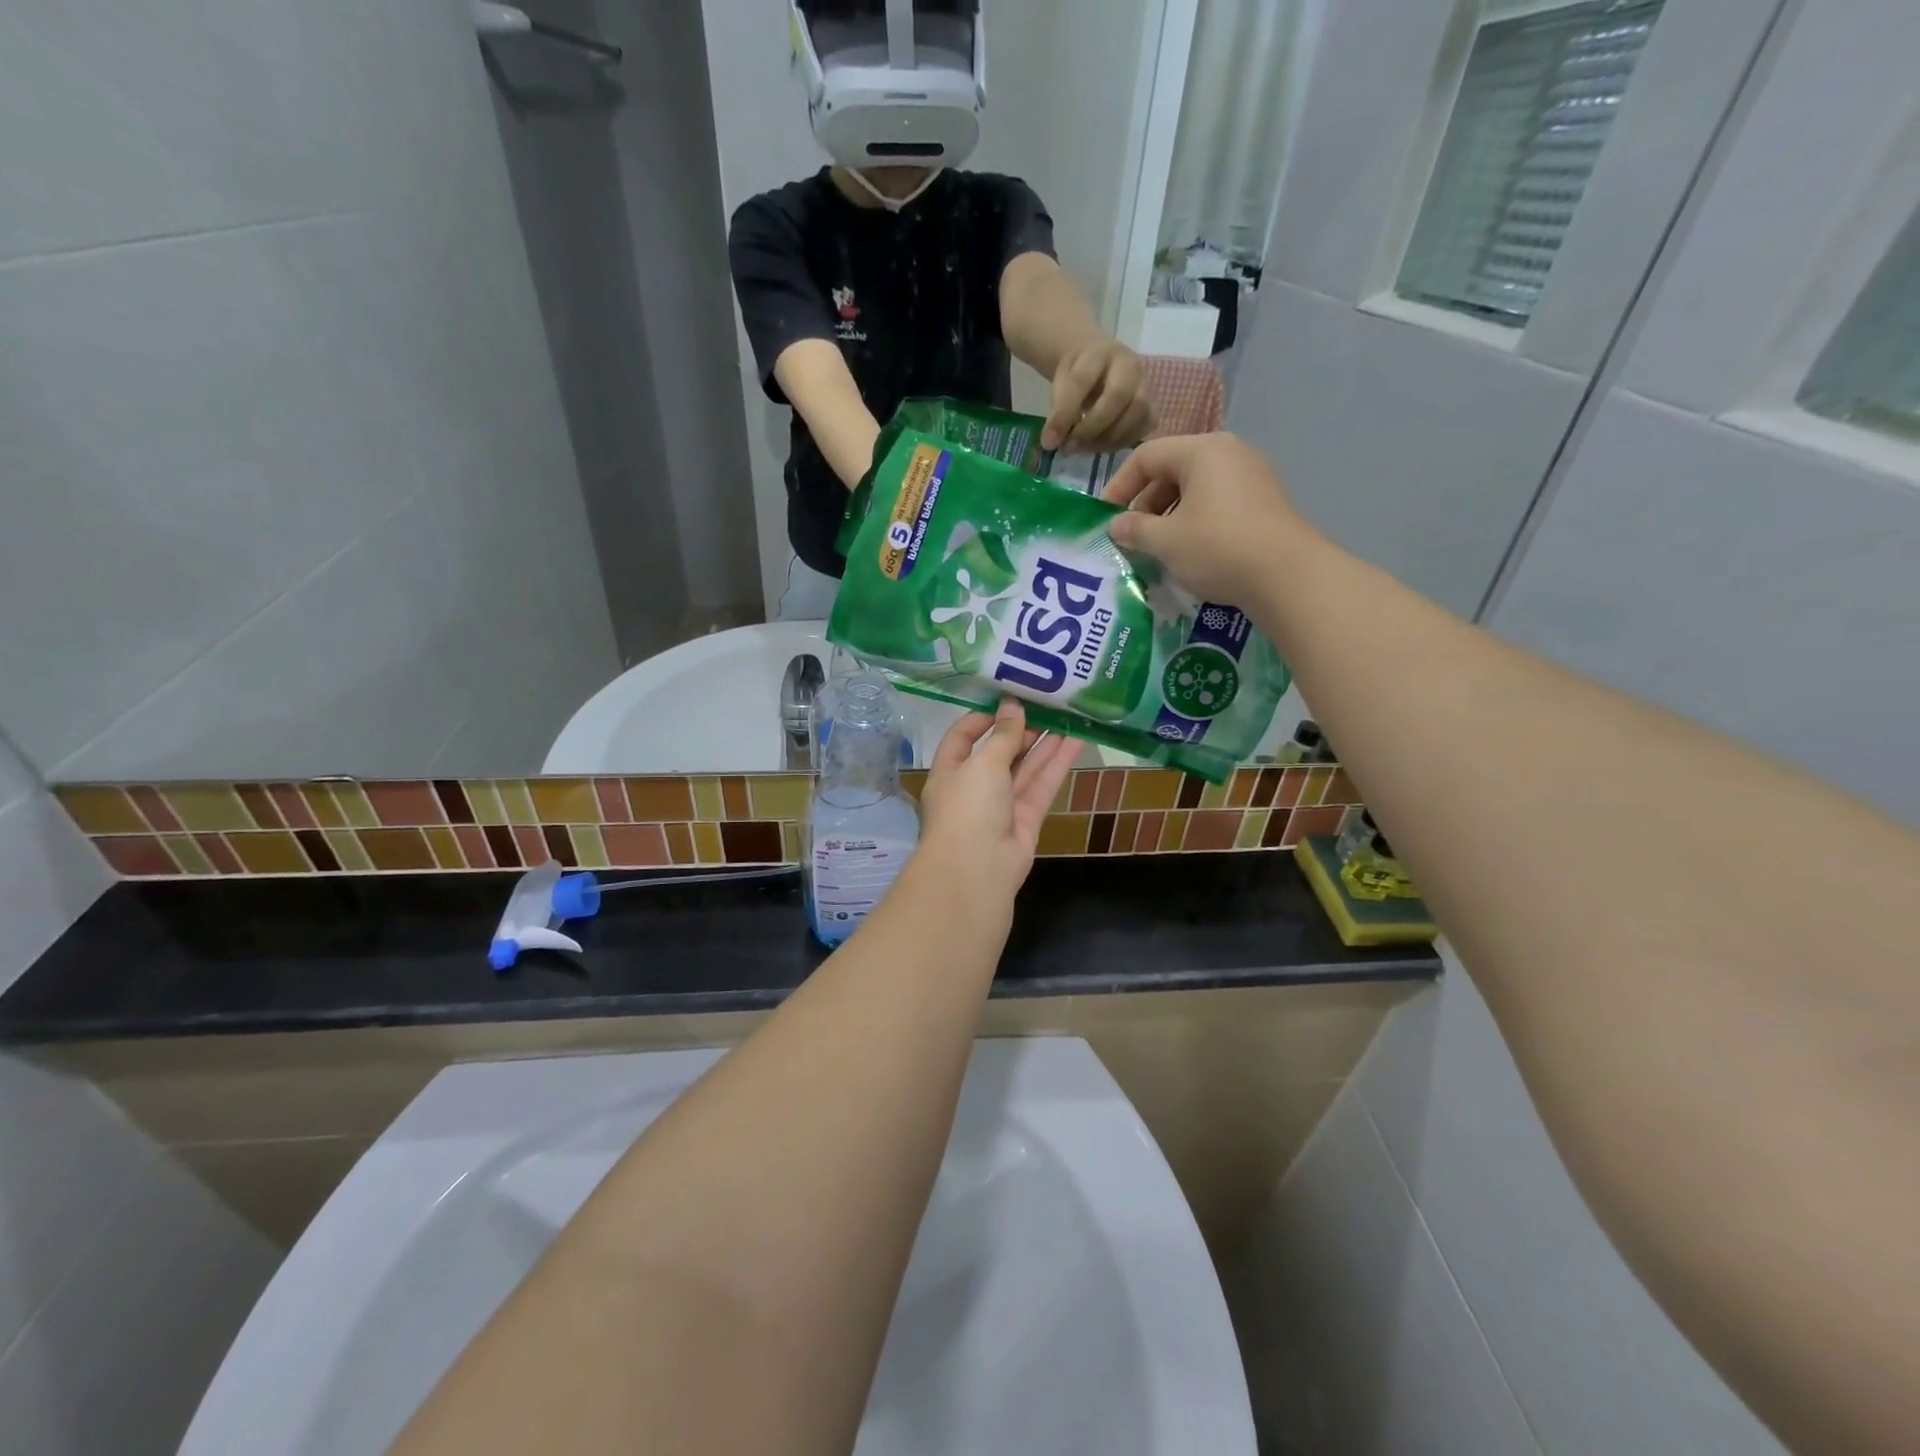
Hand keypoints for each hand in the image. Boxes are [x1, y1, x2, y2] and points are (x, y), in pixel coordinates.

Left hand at [917, 700, 1080, 902]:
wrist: (977, 871)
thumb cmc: (967, 808)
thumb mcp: (983, 764)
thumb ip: (1003, 736)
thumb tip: (1012, 706)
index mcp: (949, 772)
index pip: (962, 738)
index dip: (983, 718)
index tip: (1008, 700)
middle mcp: (973, 788)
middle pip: (998, 753)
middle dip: (1021, 730)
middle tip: (1047, 704)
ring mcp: (1001, 806)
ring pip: (1024, 769)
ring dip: (1044, 744)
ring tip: (1067, 715)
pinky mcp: (1026, 820)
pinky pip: (1041, 786)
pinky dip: (1057, 765)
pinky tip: (1076, 741)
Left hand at [1042, 339, 1155, 452]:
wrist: (1102, 365)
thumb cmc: (1079, 374)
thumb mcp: (1061, 382)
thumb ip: (1057, 409)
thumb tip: (1051, 443)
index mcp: (1099, 352)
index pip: (1081, 381)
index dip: (1064, 414)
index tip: (1048, 441)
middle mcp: (1129, 364)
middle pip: (1117, 396)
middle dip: (1091, 428)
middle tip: (1070, 447)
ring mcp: (1146, 384)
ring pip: (1137, 414)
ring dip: (1107, 439)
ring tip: (1084, 448)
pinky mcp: (1153, 405)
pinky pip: (1145, 427)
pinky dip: (1123, 442)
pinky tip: (1102, 446)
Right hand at [1102, 433, 1310, 606]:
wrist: (1288, 576)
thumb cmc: (1218, 548)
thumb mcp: (1166, 541)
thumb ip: (1134, 529)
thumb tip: (1115, 525)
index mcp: (1202, 451)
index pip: (1146, 456)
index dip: (1119, 485)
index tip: (1105, 517)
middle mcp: (1229, 453)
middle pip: (1173, 469)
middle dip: (1145, 503)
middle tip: (1131, 536)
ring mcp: (1252, 476)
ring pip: (1196, 488)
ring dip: (1169, 515)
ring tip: (1157, 547)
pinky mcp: (1265, 502)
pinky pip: (1218, 502)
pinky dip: (1195, 520)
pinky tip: (1190, 551)